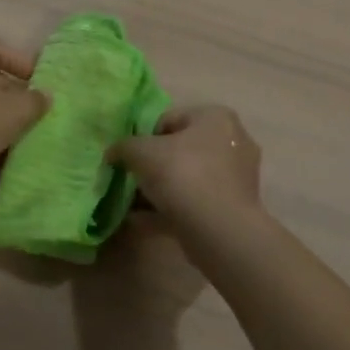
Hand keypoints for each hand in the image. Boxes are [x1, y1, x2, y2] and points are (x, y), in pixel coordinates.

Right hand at [109, 106, 262, 232]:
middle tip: (131, 180)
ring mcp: (236, 178)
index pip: (170, 119)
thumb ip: (123, 147)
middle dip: (154, 166)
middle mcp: (232, 142)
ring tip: (132, 205)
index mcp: (216, 118)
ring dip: (160, 190)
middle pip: (181, 150)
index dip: (144, 137)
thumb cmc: (182, 175)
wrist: (219, 231)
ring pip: (187, 179)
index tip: (129, 157)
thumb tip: (113, 153)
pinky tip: (142, 222)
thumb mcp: (141, 152)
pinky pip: (194, 203)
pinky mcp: (233, 209)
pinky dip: (170, 210)